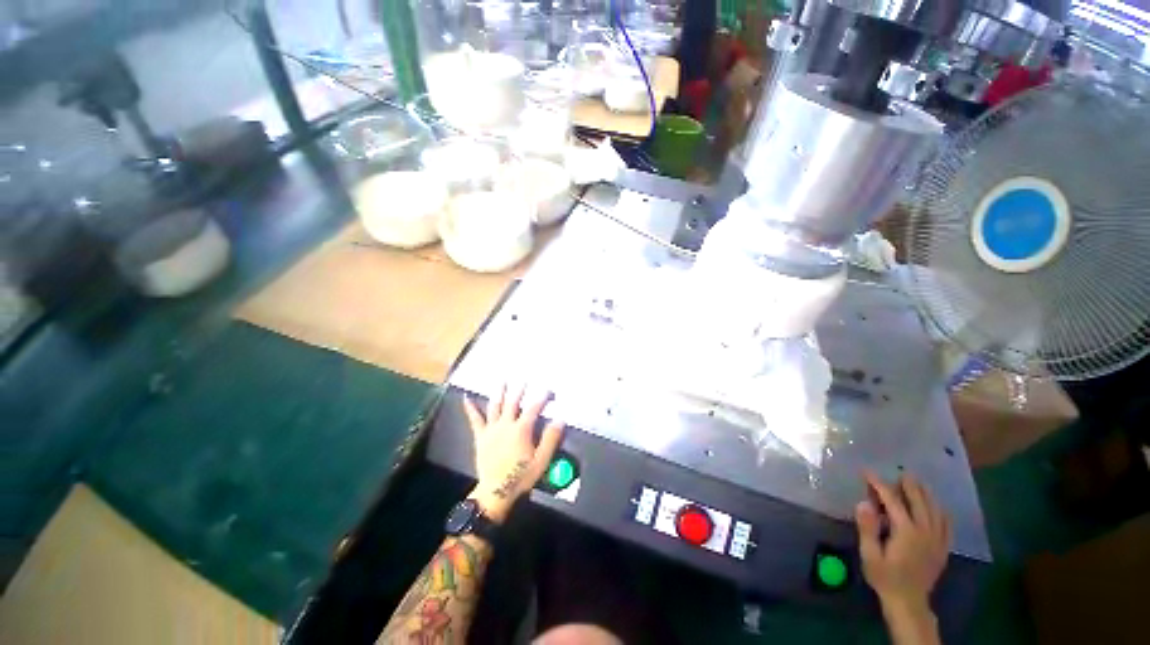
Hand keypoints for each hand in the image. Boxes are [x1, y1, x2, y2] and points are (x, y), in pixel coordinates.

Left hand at [462, 384, 564, 523]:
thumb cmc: (520, 476)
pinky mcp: (481, 436)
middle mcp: (506, 424)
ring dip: (499, 392)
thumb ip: (550, 439)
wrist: (496, 492)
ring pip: (495, 406)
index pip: (533, 408)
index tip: (548, 390)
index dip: (542, 398)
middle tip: (524, 380)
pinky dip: (470, 408)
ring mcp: (491, 429)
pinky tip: (466, 397)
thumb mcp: (541, 460)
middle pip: (513, 403)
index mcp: (521, 430)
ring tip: (503, 381)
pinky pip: (475, 419)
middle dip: (520, 390)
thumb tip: (560, 419)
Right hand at [856, 471, 951, 613]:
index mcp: (905, 531)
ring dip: (926, 495)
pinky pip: (946, 525)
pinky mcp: (943, 548)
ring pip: (935, 510)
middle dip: (908, 485)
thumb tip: (863, 502)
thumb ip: (868, 528)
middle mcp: (924, 531)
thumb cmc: (884, 577)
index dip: (879, 484)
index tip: (867, 472)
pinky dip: (942, 513)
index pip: (892, 501)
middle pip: (919, 501)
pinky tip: (938, 507)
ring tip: (918, 483)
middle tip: (900, 472)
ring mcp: (937, 540)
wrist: (908, 602)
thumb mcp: (869, 554)